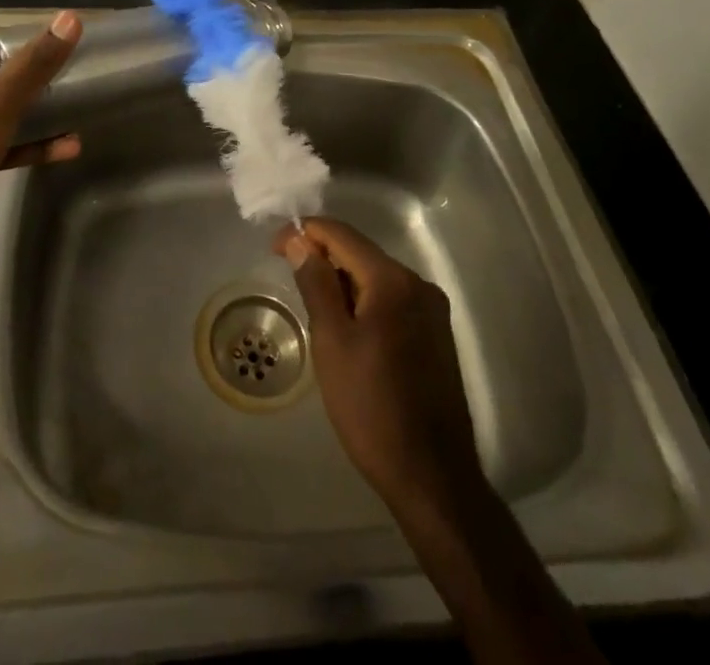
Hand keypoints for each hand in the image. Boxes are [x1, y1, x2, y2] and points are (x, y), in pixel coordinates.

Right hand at [279, 217, 487, 520]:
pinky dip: (364, 302)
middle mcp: (418, 284)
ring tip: (315, 309)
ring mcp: (431, 310)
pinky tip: (347, 329)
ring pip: (376, 277)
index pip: (342, 234)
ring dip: (343, 282)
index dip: (305, 232)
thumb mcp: (331, 341)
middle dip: (323, 258)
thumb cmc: (371, 407)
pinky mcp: (435, 334)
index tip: (274, 249)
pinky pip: (391, 300)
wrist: (432, 477)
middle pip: (361, 253)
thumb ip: (316, 283)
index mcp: (393, 280)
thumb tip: (299, 240)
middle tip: (290, 281)